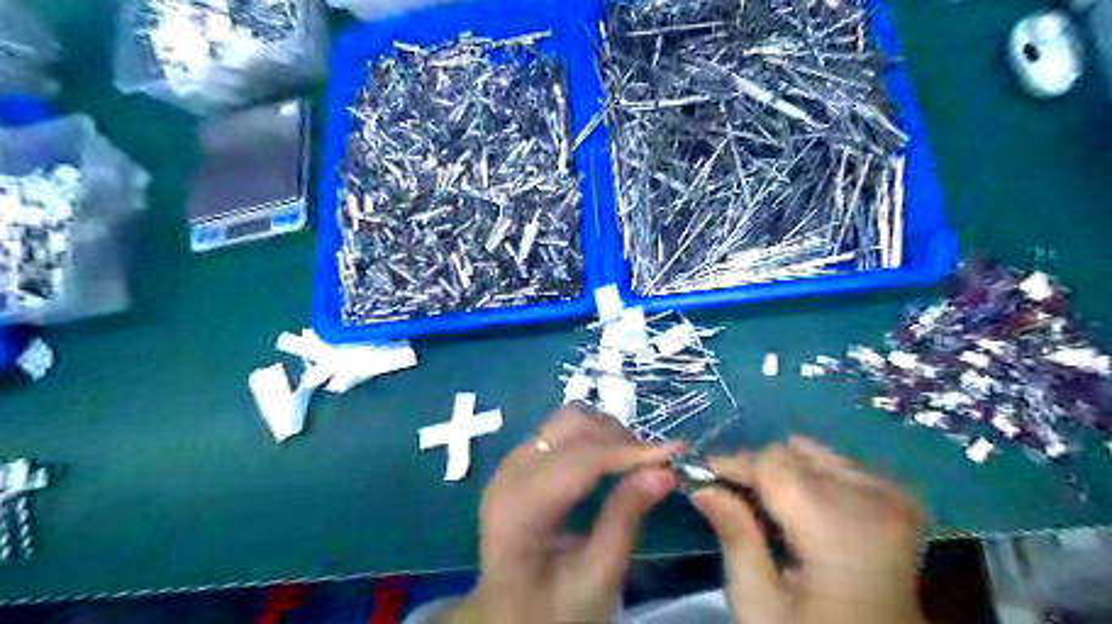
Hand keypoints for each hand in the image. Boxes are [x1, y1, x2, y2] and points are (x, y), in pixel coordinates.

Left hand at [445, 407, 676, 620]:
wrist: (508, 618)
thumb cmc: (554, 610)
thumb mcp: (597, 577)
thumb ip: (626, 517)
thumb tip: (664, 471)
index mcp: (520, 508)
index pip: (580, 460)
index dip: (631, 452)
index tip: (677, 454)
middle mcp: (509, 473)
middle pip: (571, 426)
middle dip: (619, 438)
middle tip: (656, 464)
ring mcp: (511, 463)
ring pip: (566, 421)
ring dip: (606, 433)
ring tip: (637, 462)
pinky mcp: (519, 462)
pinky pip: (559, 432)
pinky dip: (592, 438)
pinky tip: (613, 461)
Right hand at [693, 437, 925, 623]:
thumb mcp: (760, 607)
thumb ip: (734, 536)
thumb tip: (702, 486)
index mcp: (838, 531)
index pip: (771, 463)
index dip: (731, 465)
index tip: (700, 480)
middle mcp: (873, 501)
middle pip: (792, 455)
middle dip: (754, 471)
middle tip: (728, 498)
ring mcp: (892, 499)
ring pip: (813, 455)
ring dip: (782, 472)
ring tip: (765, 507)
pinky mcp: (900, 503)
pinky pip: (839, 466)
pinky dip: (810, 477)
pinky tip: (801, 508)